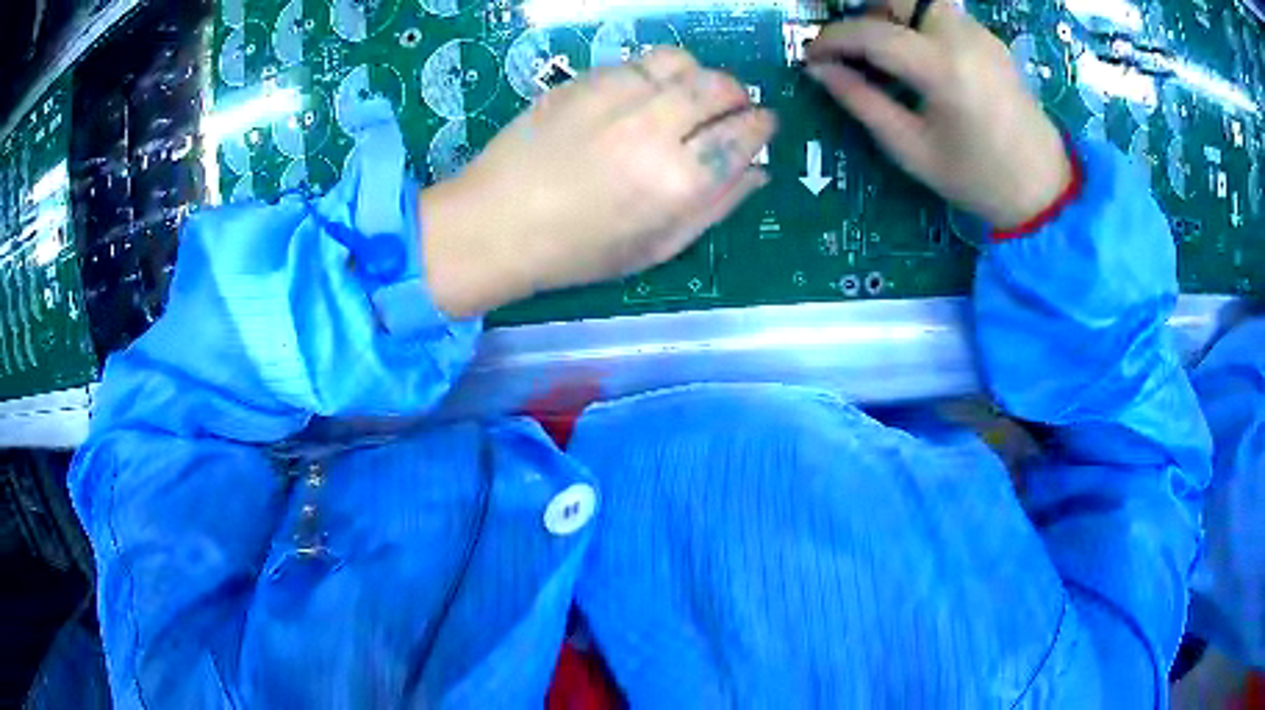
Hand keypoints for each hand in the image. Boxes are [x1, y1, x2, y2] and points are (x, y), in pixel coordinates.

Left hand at [422, 49, 775, 318]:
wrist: (495, 223)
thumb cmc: (578, 251)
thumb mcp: (657, 248)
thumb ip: (716, 207)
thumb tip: (759, 172)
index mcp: (678, 181)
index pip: (743, 135)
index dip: (761, 127)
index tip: (763, 126)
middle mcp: (654, 128)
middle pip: (719, 87)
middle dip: (737, 95)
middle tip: (731, 109)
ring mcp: (615, 97)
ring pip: (681, 62)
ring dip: (698, 75)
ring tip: (688, 97)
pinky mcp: (583, 81)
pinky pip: (639, 61)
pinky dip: (655, 74)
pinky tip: (643, 97)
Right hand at [805, 0, 1071, 229]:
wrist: (1045, 190)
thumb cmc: (978, 179)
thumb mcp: (912, 150)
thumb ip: (862, 103)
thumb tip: (820, 70)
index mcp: (943, 68)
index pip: (871, 33)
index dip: (832, 40)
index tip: (812, 57)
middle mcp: (962, 37)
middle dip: (864, 12)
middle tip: (850, 44)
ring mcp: (980, 35)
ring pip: (922, 3)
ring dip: (892, 16)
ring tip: (881, 53)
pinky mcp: (990, 40)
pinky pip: (943, 16)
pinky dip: (918, 25)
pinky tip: (916, 59)